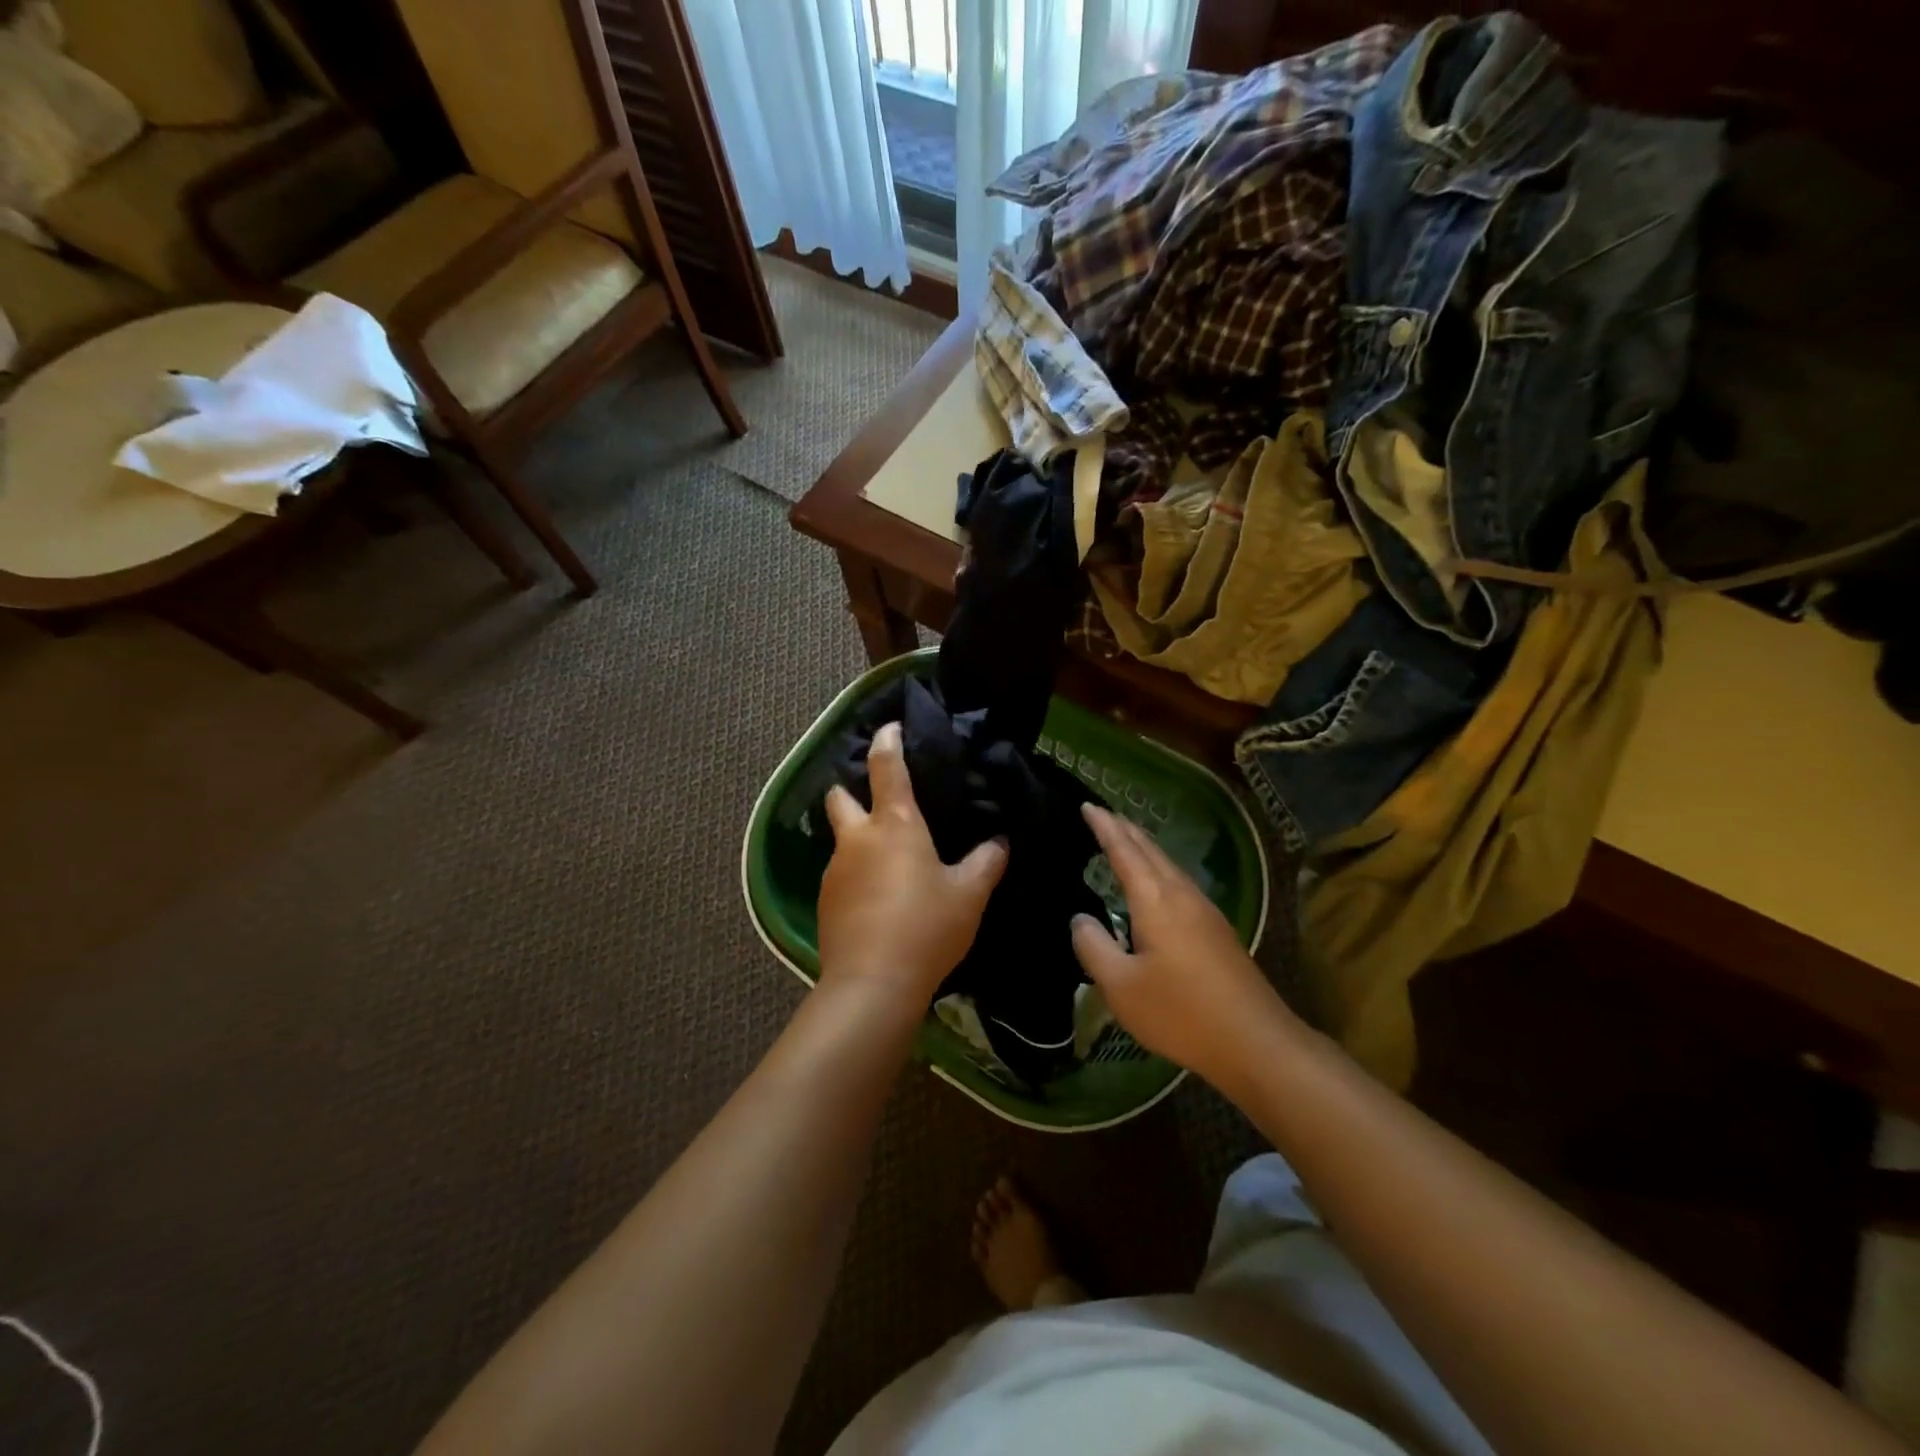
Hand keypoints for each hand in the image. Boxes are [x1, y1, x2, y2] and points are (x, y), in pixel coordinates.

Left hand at [817, 722, 1007, 1007]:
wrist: (872, 984)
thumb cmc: (926, 927)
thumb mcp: (968, 895)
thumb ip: (985, 863)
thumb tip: (999, 843)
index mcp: (895, 824)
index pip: (886, 767)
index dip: (888, 741)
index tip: (890, 727)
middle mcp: (858, 838)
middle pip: (840, 797)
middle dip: (851, 790)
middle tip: (877, 803)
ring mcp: (835, 870)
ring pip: (841, 839)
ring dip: (858, 839)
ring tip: (887, 862)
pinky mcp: (825, 901)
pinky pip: (841, 874)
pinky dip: (856, 874)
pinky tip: (878, 899)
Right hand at [1071, 804, 1293, 1088]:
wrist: (1256, 1042)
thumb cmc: (1181, 1013)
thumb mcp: (1121, 986)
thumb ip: (1094, 947)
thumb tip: (1080, 919)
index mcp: (1156, 900)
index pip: (1124, 850)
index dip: (1104, 826)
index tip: (1087, 805)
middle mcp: (1182, 895)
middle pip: (1150, 850)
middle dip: (1125, 829)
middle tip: (1102, 814)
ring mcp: (1205, 911)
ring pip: (1168, 865)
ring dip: (1144, 848)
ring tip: (1125, 840)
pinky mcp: (1217, 931)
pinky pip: (1179, 883)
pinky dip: (1158, 869)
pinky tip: (1155, 886)